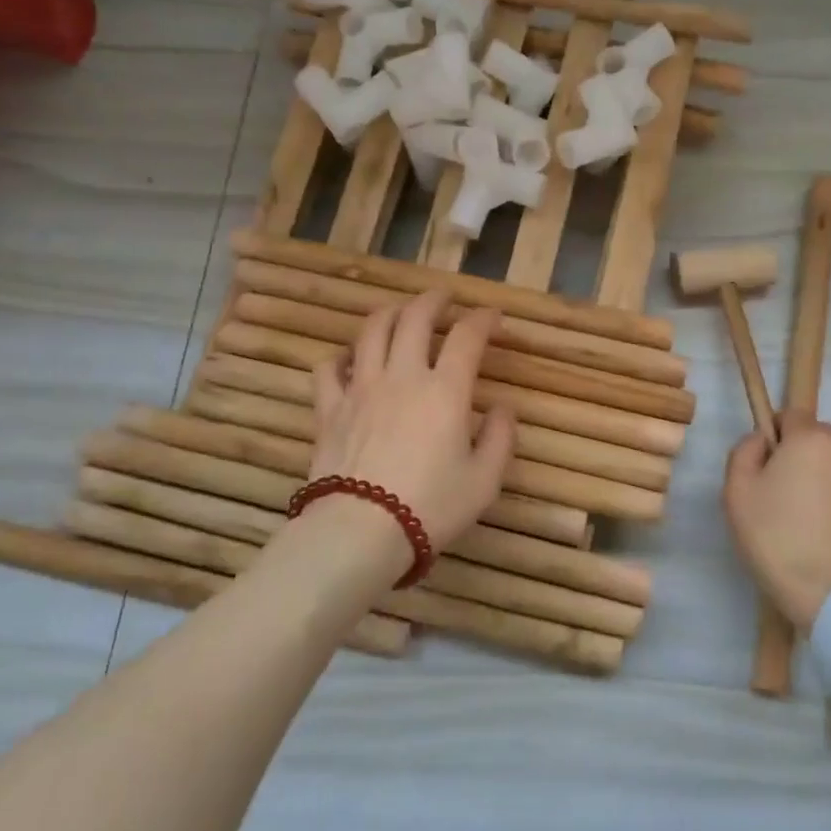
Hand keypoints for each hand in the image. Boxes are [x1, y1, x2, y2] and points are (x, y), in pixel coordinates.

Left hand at [310, 289, 514, 553]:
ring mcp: (360, 388)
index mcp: (445, 390)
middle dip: (433, 300)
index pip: (467, 336)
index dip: (483, 318)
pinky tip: (349, 360)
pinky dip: (341, 357)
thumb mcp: (484, 481)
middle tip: (443, 298)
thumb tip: (502, 409)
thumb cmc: (431, 507)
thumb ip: (499, 439)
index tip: (493, 316)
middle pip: (414, 318)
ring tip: (399, 313)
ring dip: (389, 313)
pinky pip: (328, 368)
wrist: (359, 532)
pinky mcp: (328, 409)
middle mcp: (402, 376)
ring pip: (371, 331)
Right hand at [724, 412, 830, 630]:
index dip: (772, 433)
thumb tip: (760, 440)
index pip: (790, 414)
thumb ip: (743, 452)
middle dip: (795, 453)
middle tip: (775, 491)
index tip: (760, 465)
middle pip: (814, 437)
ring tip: (799, 514)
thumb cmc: (777, 537)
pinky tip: (820, 530)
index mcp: (811, 439)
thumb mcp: (737, 491)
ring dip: (816, 476)